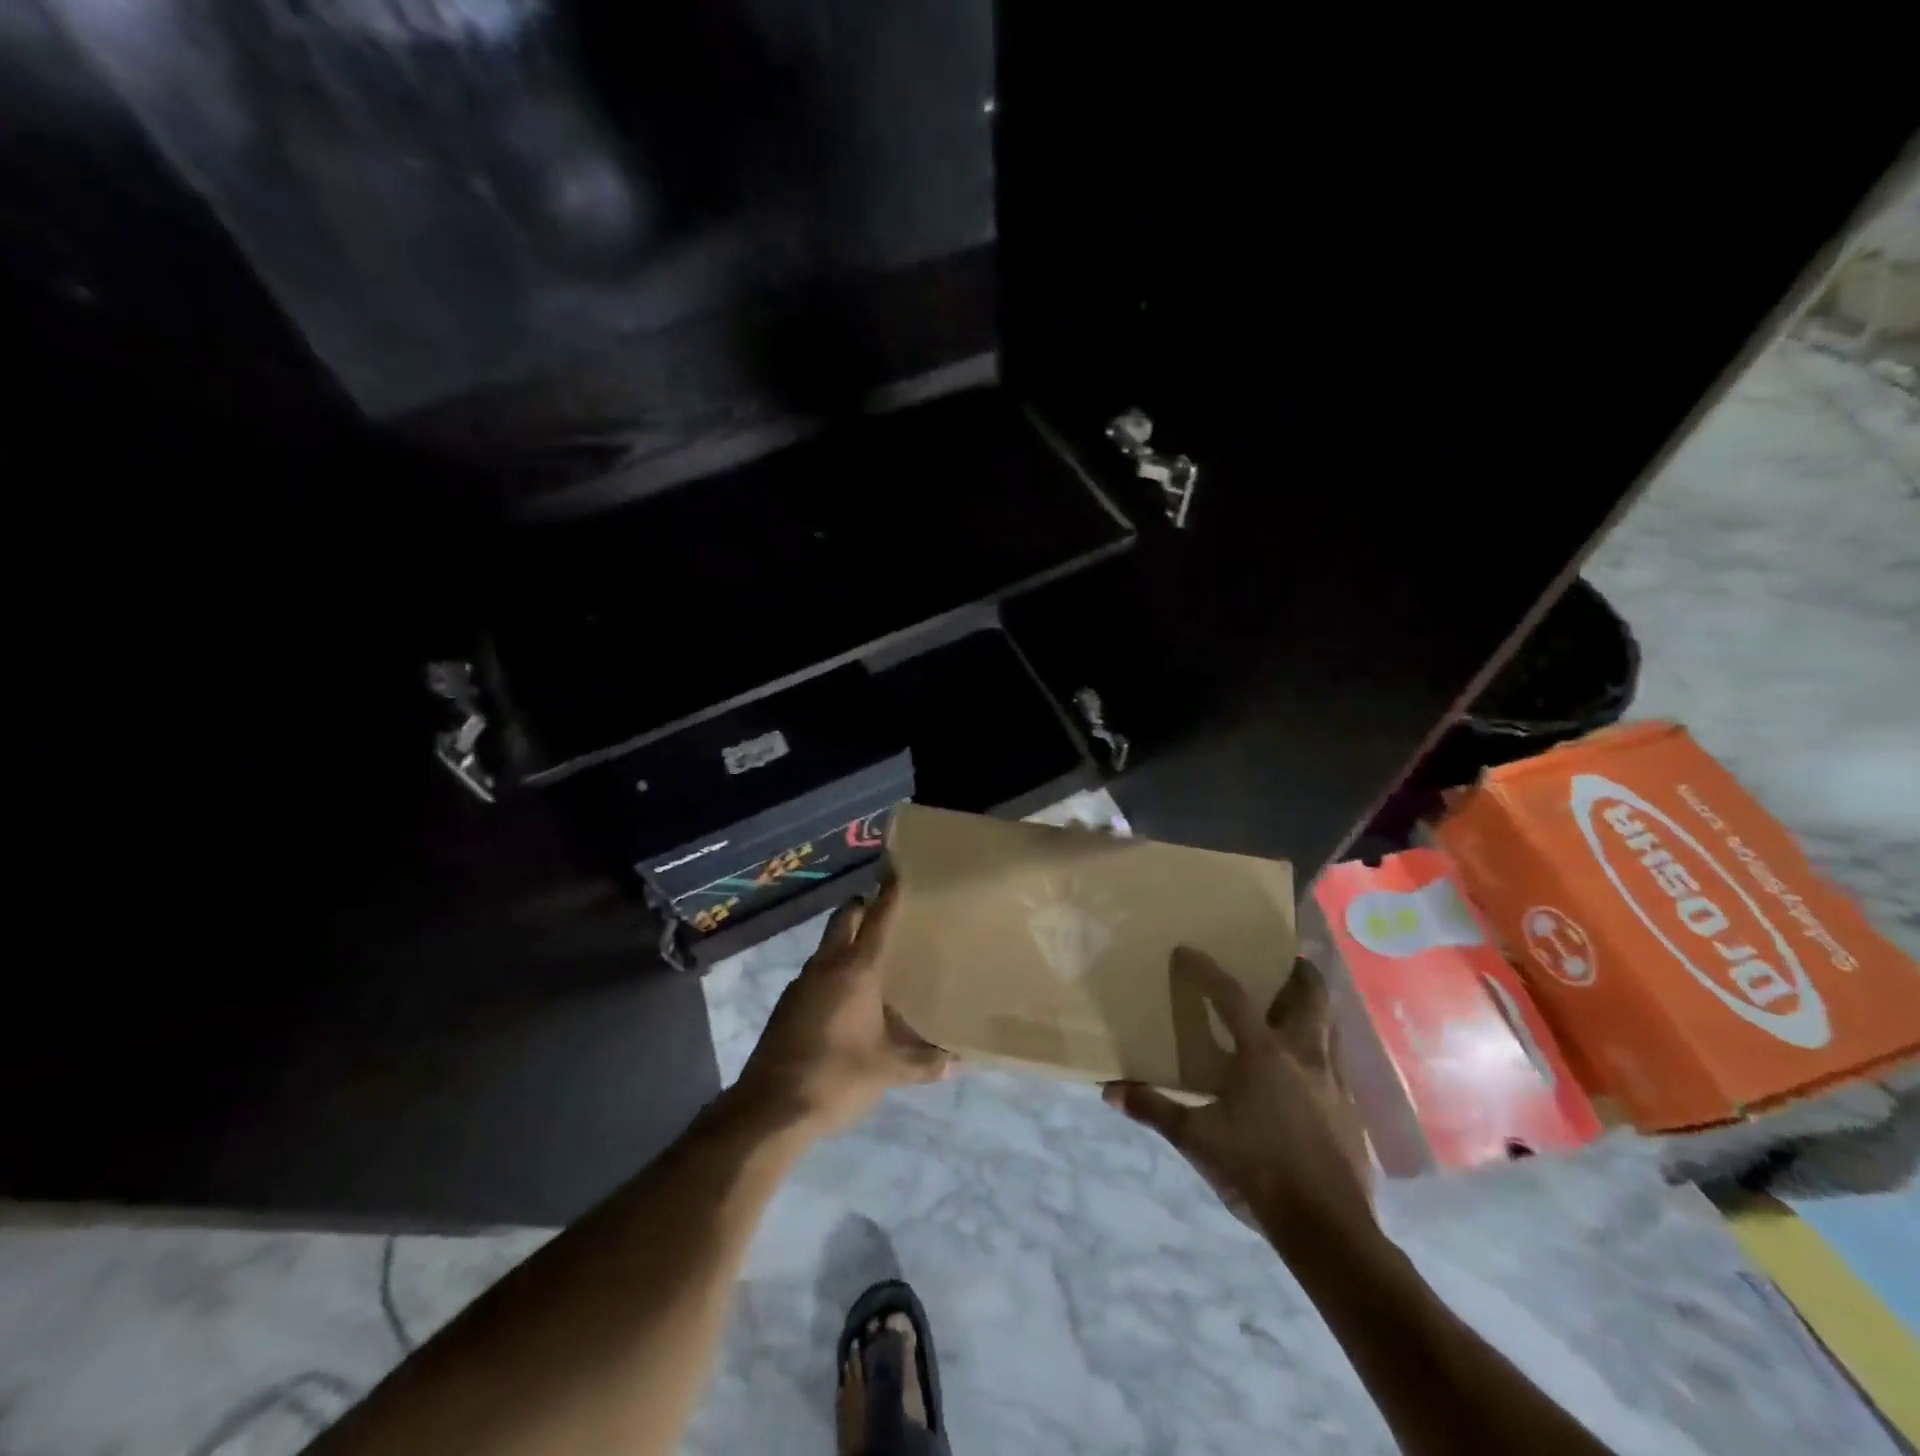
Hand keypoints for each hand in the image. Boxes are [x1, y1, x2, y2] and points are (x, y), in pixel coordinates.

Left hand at [737, 879, 952, 1136]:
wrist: (769, 1110)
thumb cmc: (836, 1077)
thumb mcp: (888, 1070)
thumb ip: (925, 1062)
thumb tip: (959, 1061)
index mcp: (855, 970)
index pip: (877, 917)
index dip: (889, 890)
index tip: (897, 865)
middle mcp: (826, 965)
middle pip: (845, 917)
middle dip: (863, 906)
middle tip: (889, 912)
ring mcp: (802, 983)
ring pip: (827, 945)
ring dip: (847, 941)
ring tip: (875, 958)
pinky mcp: (788, 1005)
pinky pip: (817, 972)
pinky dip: (834, 971)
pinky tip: (849, 998)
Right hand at [1104, 948, 1372, 1244]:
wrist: (1328, 1229)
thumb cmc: (1257, 1171)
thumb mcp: (1197, 1140)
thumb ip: (1155, 1109)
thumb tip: (1109, 1091)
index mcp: (1263, 1054)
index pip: (1231, 996)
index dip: (1206, 970)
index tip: (1187, 950)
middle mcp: (1304, 1056)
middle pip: (1310, 998)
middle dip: (1301, 974)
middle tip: (1288, 961)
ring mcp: (1334, 1084)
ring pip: (1331, 1029)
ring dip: (1316, 1011)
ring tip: (1298, 1009)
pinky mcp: (1351, 1113)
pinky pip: (1338, 1066)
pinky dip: (1323, 1053)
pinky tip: (1310, 1071)